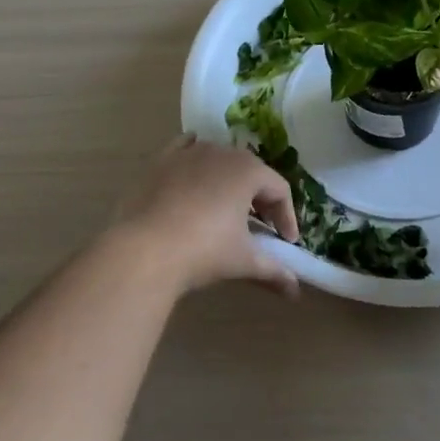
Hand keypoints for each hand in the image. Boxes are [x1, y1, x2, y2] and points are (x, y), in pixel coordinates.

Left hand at [107, 136, 300, 296]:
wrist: (144, 249)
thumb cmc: (203, 251)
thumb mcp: (243, 261)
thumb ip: (273, 270)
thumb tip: (295, 291)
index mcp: (248, 171)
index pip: (279, 190)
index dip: (287, 216)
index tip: (287, 242)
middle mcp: (222, 152)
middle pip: (252, 172)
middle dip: (261, 199)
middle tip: (262, 227)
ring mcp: (189, 153)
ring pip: (219, 160)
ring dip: (230, 180)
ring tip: (228, 208)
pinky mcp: (161, 160)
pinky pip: (185, 148)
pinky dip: (195, 156)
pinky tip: (195, 166)